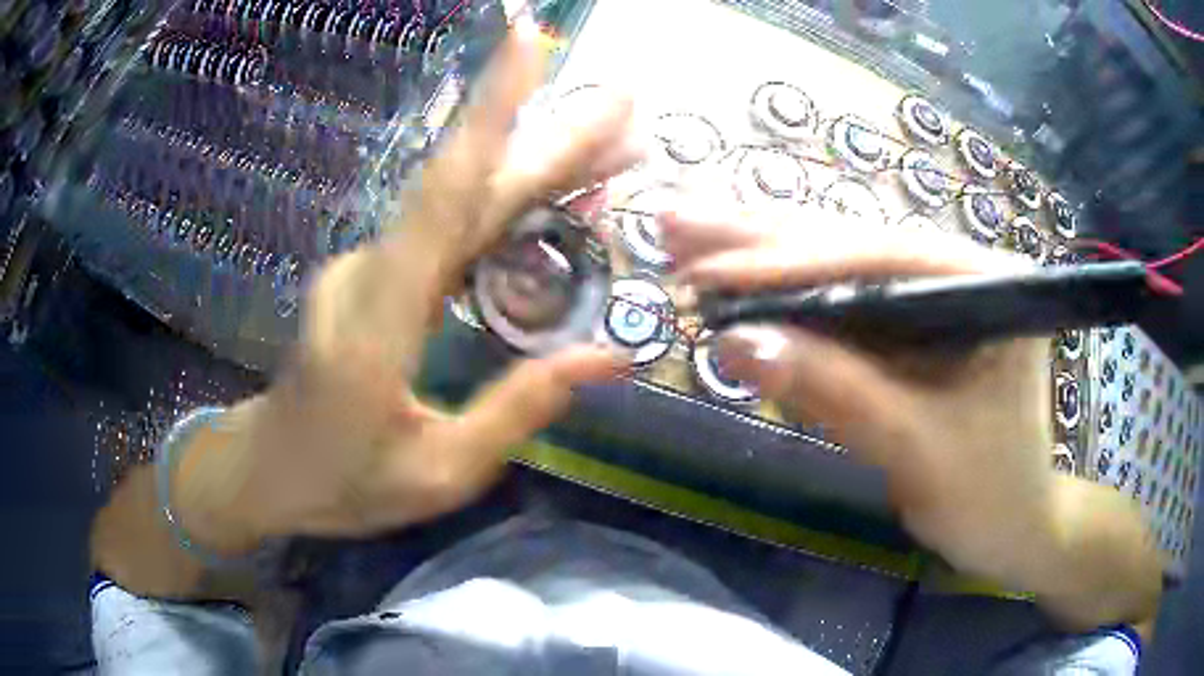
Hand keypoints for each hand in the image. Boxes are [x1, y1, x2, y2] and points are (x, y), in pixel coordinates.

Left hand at [178, 21, 642, 548]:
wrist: (264, 468)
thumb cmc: (341, 483)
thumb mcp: (438, 472)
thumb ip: (518, 410)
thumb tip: (606, 356)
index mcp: (379, 321)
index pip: (442, 195)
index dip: (488, 111)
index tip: (525, 40)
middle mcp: (371, 271)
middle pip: (466, 187)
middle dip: (548, 136)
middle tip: (623, 107)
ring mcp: (367, 266)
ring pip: (461, 202)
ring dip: (536, 169)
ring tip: (612, 153)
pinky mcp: (372, 273)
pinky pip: (446, 229)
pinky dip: (504, 208)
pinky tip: (550, 204)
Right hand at [661, 199, 1060, 581]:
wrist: (1014, 529)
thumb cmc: (991, 495)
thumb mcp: (919, 449)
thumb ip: (837, 391)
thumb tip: (736, 344)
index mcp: (986, 282)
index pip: (879, 257)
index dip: (791, 262)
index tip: (709, 269)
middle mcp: (956, 272)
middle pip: (849, 247)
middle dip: (759, 238)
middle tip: (677, 220)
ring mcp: (930, 298)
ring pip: (836, 271)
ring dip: (758, 257)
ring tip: (687, 237)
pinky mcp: (909, 330)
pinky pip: (839, 310)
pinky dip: (782, 301)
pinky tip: (732, 278)